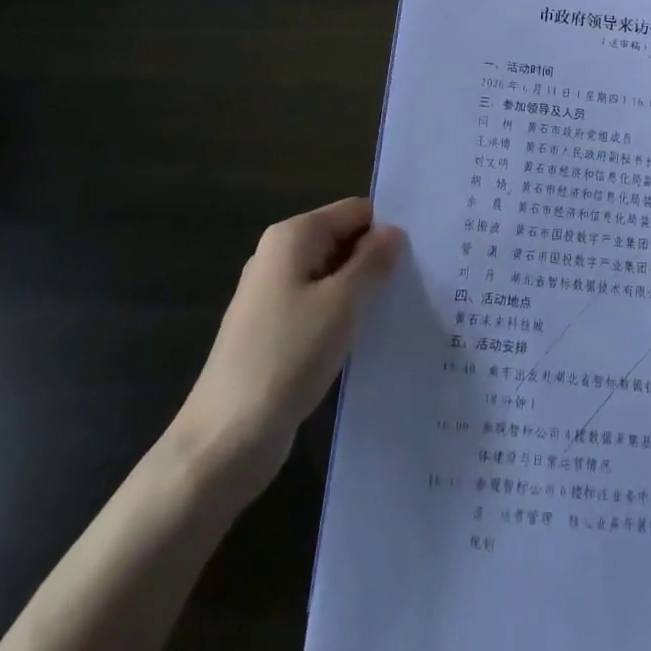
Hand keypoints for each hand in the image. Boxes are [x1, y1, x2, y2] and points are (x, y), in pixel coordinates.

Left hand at [174, 199, 403, 487]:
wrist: (226, 439)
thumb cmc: (286, 357)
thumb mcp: (341, 304)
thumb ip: (372, 261)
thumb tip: (394, 232)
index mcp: (292, 236)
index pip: (355, 211)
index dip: (387, 228)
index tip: (424, 253)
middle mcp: (280, 255)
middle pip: (343, 240)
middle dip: (378, 259)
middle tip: (422, 282)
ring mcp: (275, 294)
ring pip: (334, 276)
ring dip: (364, 291)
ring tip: (405, 309)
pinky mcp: (276, 330)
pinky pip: (321, 307)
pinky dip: (346, 316)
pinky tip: (372, 337)